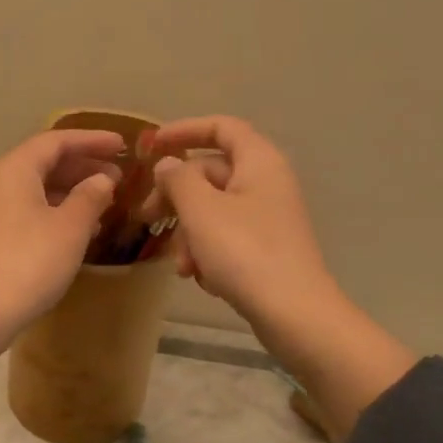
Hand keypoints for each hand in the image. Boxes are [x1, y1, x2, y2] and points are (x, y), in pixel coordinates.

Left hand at [0, 129, 124, 396]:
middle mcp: (3, 182)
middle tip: (120, 174)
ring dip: (75, 189)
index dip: (92, 140)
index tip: (122, 144)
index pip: (57, 141)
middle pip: (47, 161)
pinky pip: (35, 209)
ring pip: (41, 187)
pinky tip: (84, 227)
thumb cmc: (29, 262)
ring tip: (108, 199)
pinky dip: (61, 210)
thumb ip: (90, 197)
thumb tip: (103, 180)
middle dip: (85, 165)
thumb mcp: (70, 227)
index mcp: (17, 169)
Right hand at [145, 116, 333, 323]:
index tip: (151, 146)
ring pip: (214, 210)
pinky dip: (207, 252)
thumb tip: (168, 164)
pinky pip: (226, 238)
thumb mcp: (201, 210)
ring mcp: (268, 218)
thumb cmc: (244, 252)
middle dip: (176, 196)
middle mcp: (266, 183)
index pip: (221, 127)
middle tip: (148, 218)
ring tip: (180, 266)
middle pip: (211, 173)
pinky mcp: (266, 249)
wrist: (294, 314)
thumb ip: (178, 179)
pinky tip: (200, 278)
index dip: (184, 130)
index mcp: (258, 162)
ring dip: (189, 234)